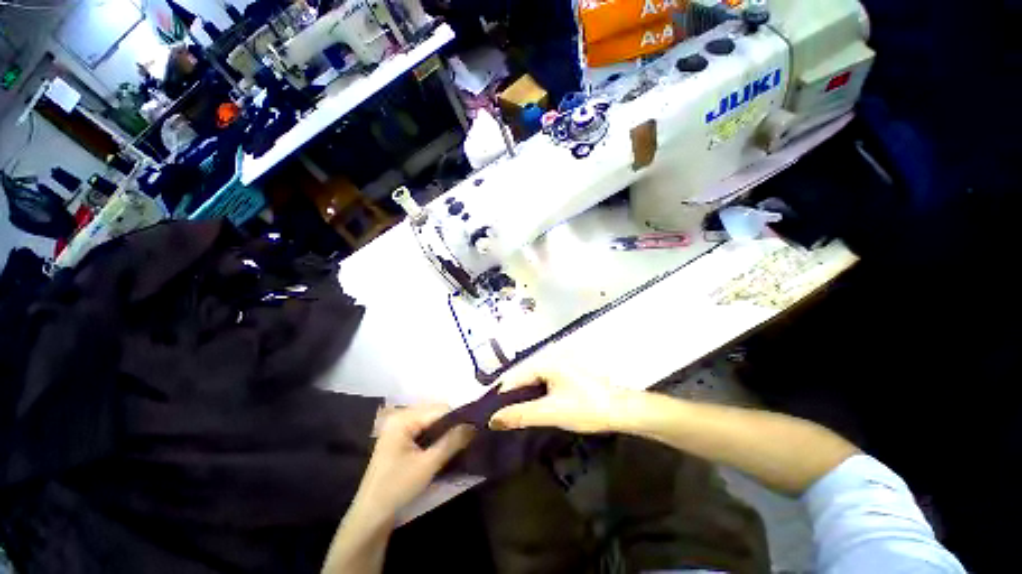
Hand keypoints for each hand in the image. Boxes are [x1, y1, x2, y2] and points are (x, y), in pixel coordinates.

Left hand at [351, 405, 474, 523]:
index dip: (458, 418)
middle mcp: (401, 417)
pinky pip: (424, 431)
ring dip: (445, 432)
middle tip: (469, 438)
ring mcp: (399, 428)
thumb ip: (452, 441)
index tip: (475, 430)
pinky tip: (446, 447)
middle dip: (452, 425)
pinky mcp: (400, 439)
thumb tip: (474, 425)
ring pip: (431, 423)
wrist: (370, 517)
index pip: (439, 410)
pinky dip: (436, 438)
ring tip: (461, 443)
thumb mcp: (428, 465)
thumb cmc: (396, 488)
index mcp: (403, 418)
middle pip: (435, 414)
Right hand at [489, 365, 632, 433]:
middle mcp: (551, 358)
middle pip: (522, 377)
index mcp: (546, 361)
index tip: (486, 413)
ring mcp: (560, 367)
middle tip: (496, 417)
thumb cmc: (586, 408)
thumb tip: (493, 420)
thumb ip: (521, 414)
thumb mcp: (551, 412)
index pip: (514, 376)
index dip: (499, 395)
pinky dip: (534, 396)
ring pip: (532, 381)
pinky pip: (543, 384)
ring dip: (521, 397)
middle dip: (509, 396)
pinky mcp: (566, 376)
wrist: (622, 411)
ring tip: (508, 416)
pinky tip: (529, 409)